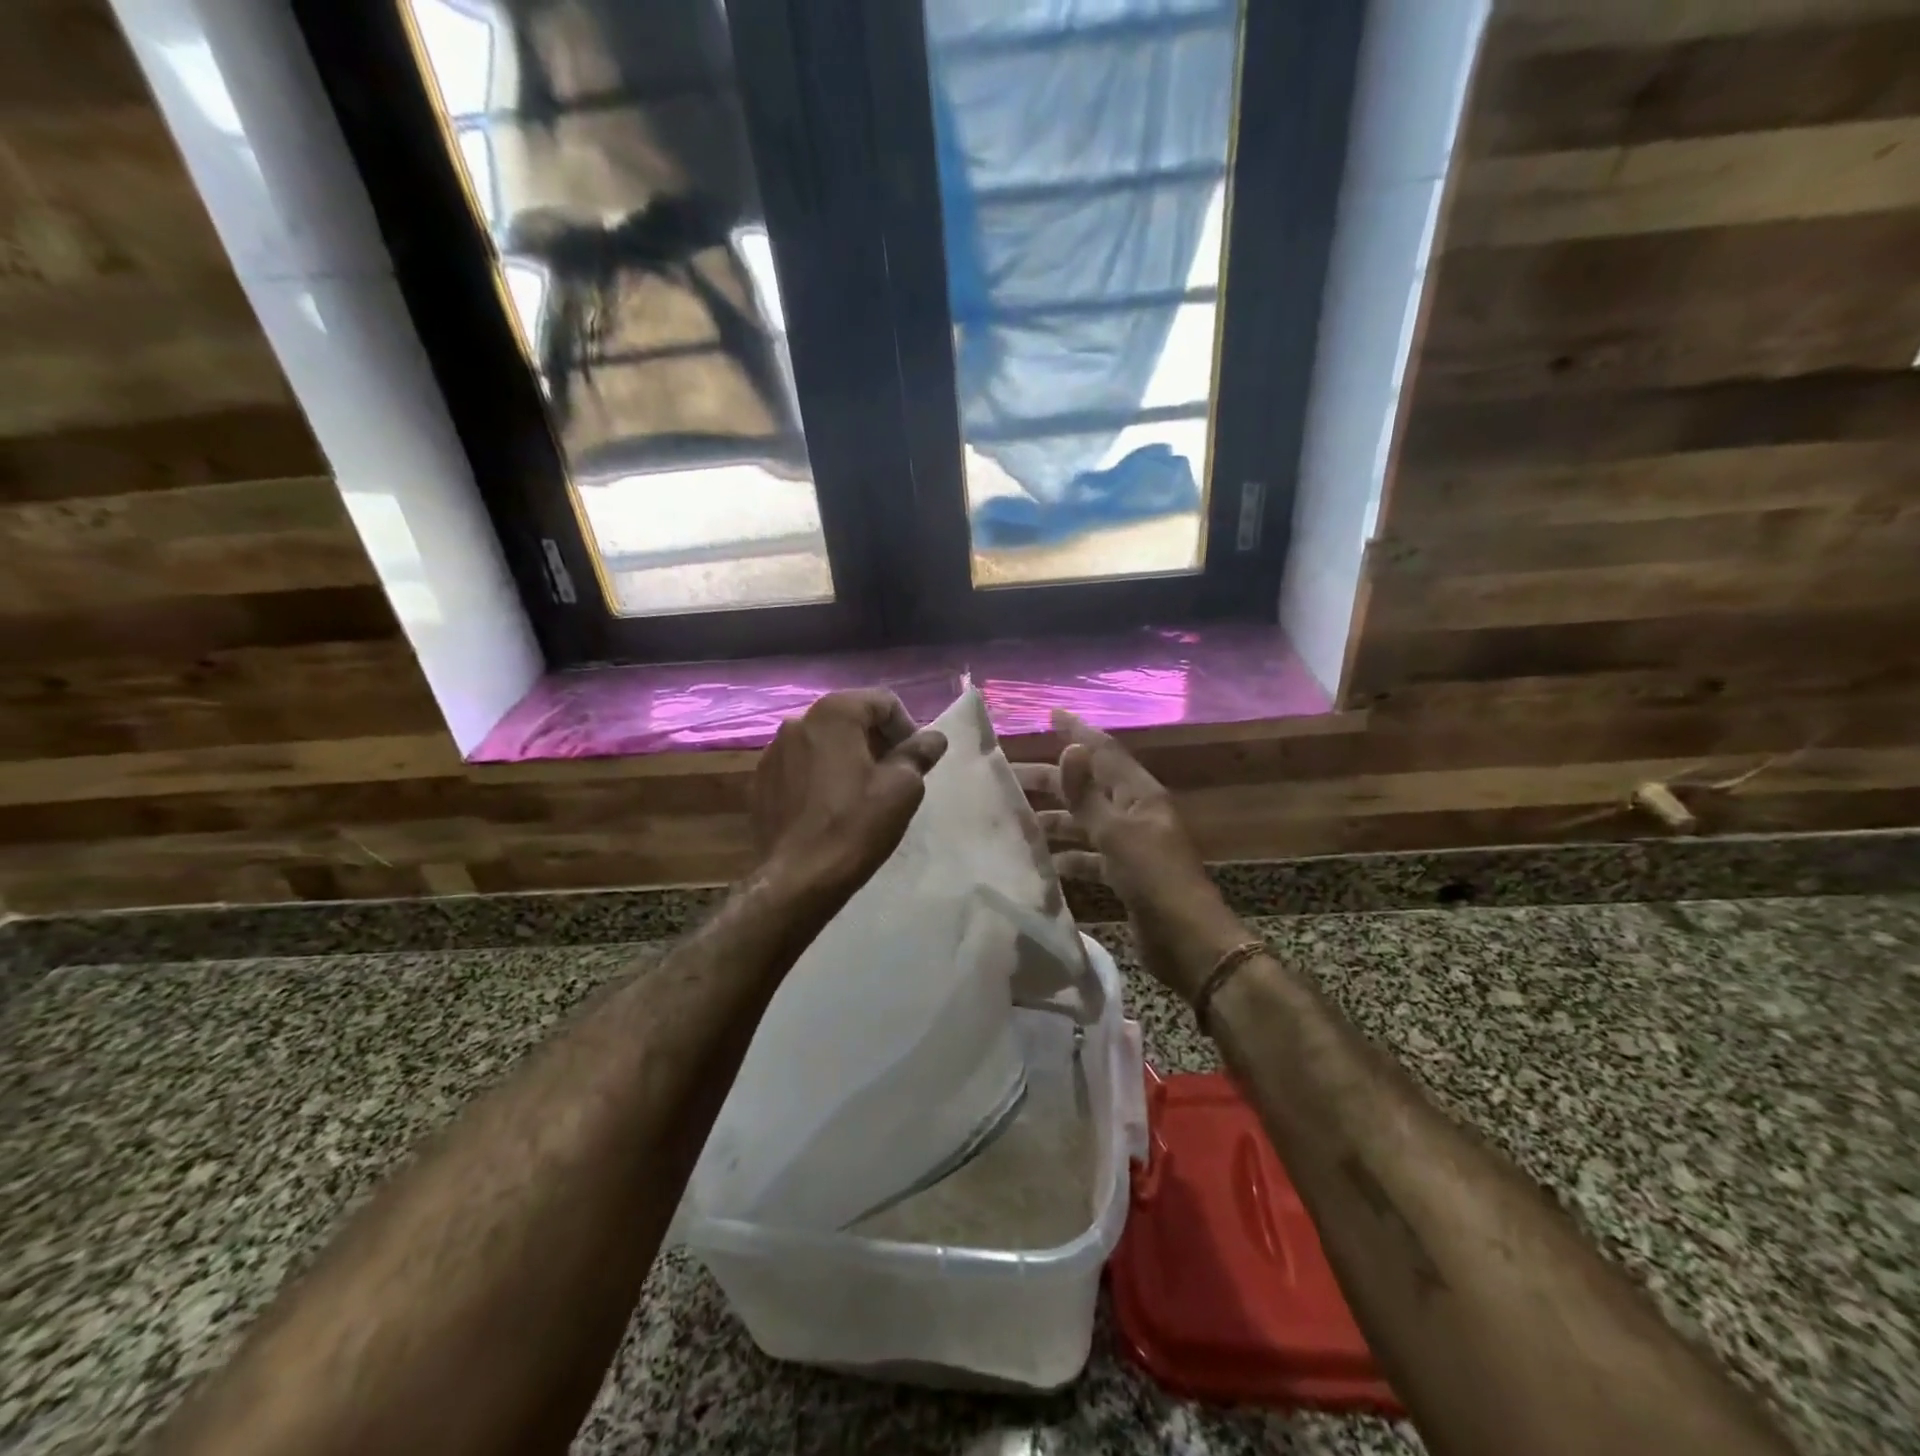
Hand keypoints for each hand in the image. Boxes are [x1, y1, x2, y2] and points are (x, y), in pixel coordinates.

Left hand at [752, 690, 947, 904]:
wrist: (797, 879)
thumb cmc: (856, 825)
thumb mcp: (903, 788)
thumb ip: (919, 753)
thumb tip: (933, 738)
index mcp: (834, 713)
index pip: (883, 701)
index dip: (906, 727)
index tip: (914, 761)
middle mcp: (797, 721)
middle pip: (850, 718)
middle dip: (876, 740)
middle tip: (894, 775)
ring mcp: (773, 752)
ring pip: (823, 742)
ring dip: (847, 757)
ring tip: (862, 792)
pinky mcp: (760, 781)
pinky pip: (800, 766)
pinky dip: (820, 776)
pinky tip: (830, 807)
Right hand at [1016, 710, 1247, 1001]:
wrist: (1188, 942)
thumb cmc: (1154, 880)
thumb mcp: (1118, 834)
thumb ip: (1088, 794)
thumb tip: (1071, 747)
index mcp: (1140, 795)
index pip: (1104, 753)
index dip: (1078, 733)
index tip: (1051, 714)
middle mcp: (1136, 813)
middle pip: (1089, 786)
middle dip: (1052, 779)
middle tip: (1009, 775)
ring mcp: (1131, 845)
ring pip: (1086, 821)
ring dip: (1056, 817)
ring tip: (1017, 817)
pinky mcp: (1125, 875)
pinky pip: (1090, 855)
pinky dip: (1069, 855)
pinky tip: (1044, 861)